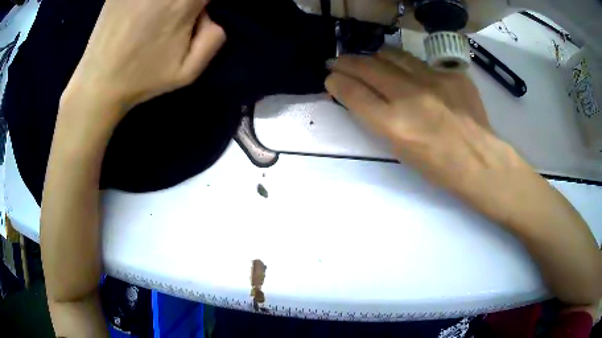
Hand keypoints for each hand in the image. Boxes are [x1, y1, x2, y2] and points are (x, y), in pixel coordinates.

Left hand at [64, 0, 225, 111]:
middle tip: (176, 17)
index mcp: (183, 3)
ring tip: (153, 17)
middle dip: (186, 4)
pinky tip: (138, 12)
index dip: (200, 4)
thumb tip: (208, 13)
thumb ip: (214, 38)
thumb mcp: (189, 72)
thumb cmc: (143, 79)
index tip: (194, 15)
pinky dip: (142, 3)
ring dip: (166, 4)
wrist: (98, 83)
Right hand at [325, 48, 509, 194]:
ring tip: (369, 60)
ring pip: (391, 55)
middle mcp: (411, 97)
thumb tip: (361, 96)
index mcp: (395, 126)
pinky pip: (419, 62)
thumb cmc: (438, 167)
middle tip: (339, 62)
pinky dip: (405, 64)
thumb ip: (378, 119)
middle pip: (367, 67)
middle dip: (346, 62)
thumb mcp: (400, 150)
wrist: (480, 160)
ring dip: (373, 57)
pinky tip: (407, 71)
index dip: (336, 82)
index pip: (353, 92)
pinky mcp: (451, 73)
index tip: (331, 78)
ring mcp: (433, 80)